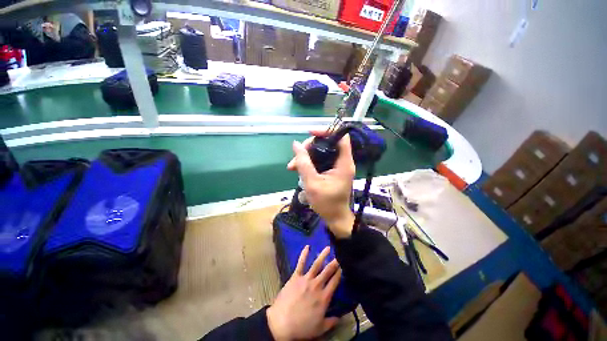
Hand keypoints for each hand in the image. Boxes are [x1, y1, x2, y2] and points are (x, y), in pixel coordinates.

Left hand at [267, 246, 341, 339]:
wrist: (282, 323)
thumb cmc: (302, 327)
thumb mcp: (320, 328)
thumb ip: (332, 321)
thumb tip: (341, 316)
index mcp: (324, 297)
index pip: (335, 282)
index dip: (339, 273)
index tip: (343, 266)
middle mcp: (317, 285)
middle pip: (328, 271)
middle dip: (334, 262)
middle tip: (339, 255)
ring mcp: (306, 279)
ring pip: (316, 264)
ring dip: (323, 255)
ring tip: (328, 248)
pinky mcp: (296, 276)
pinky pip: (300, 263)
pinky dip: (304, 254)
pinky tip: (307, 246)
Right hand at [287, 131, 355, 238]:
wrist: (334, 217)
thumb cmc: (326, 203)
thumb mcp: (312, 183)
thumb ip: (304, 163)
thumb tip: (296, 144)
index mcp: (344, 163)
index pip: (340, 137)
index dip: (326, 131)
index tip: (310, 133)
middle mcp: (342, 161)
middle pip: (327, 143)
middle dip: (309, 147)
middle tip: (296, 158)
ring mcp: (337, 165)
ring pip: (321, 151)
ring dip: (306, 156)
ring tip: (292, 167)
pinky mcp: (332, 170)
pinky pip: (320, 160)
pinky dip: (309, 162)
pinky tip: (298, 169)